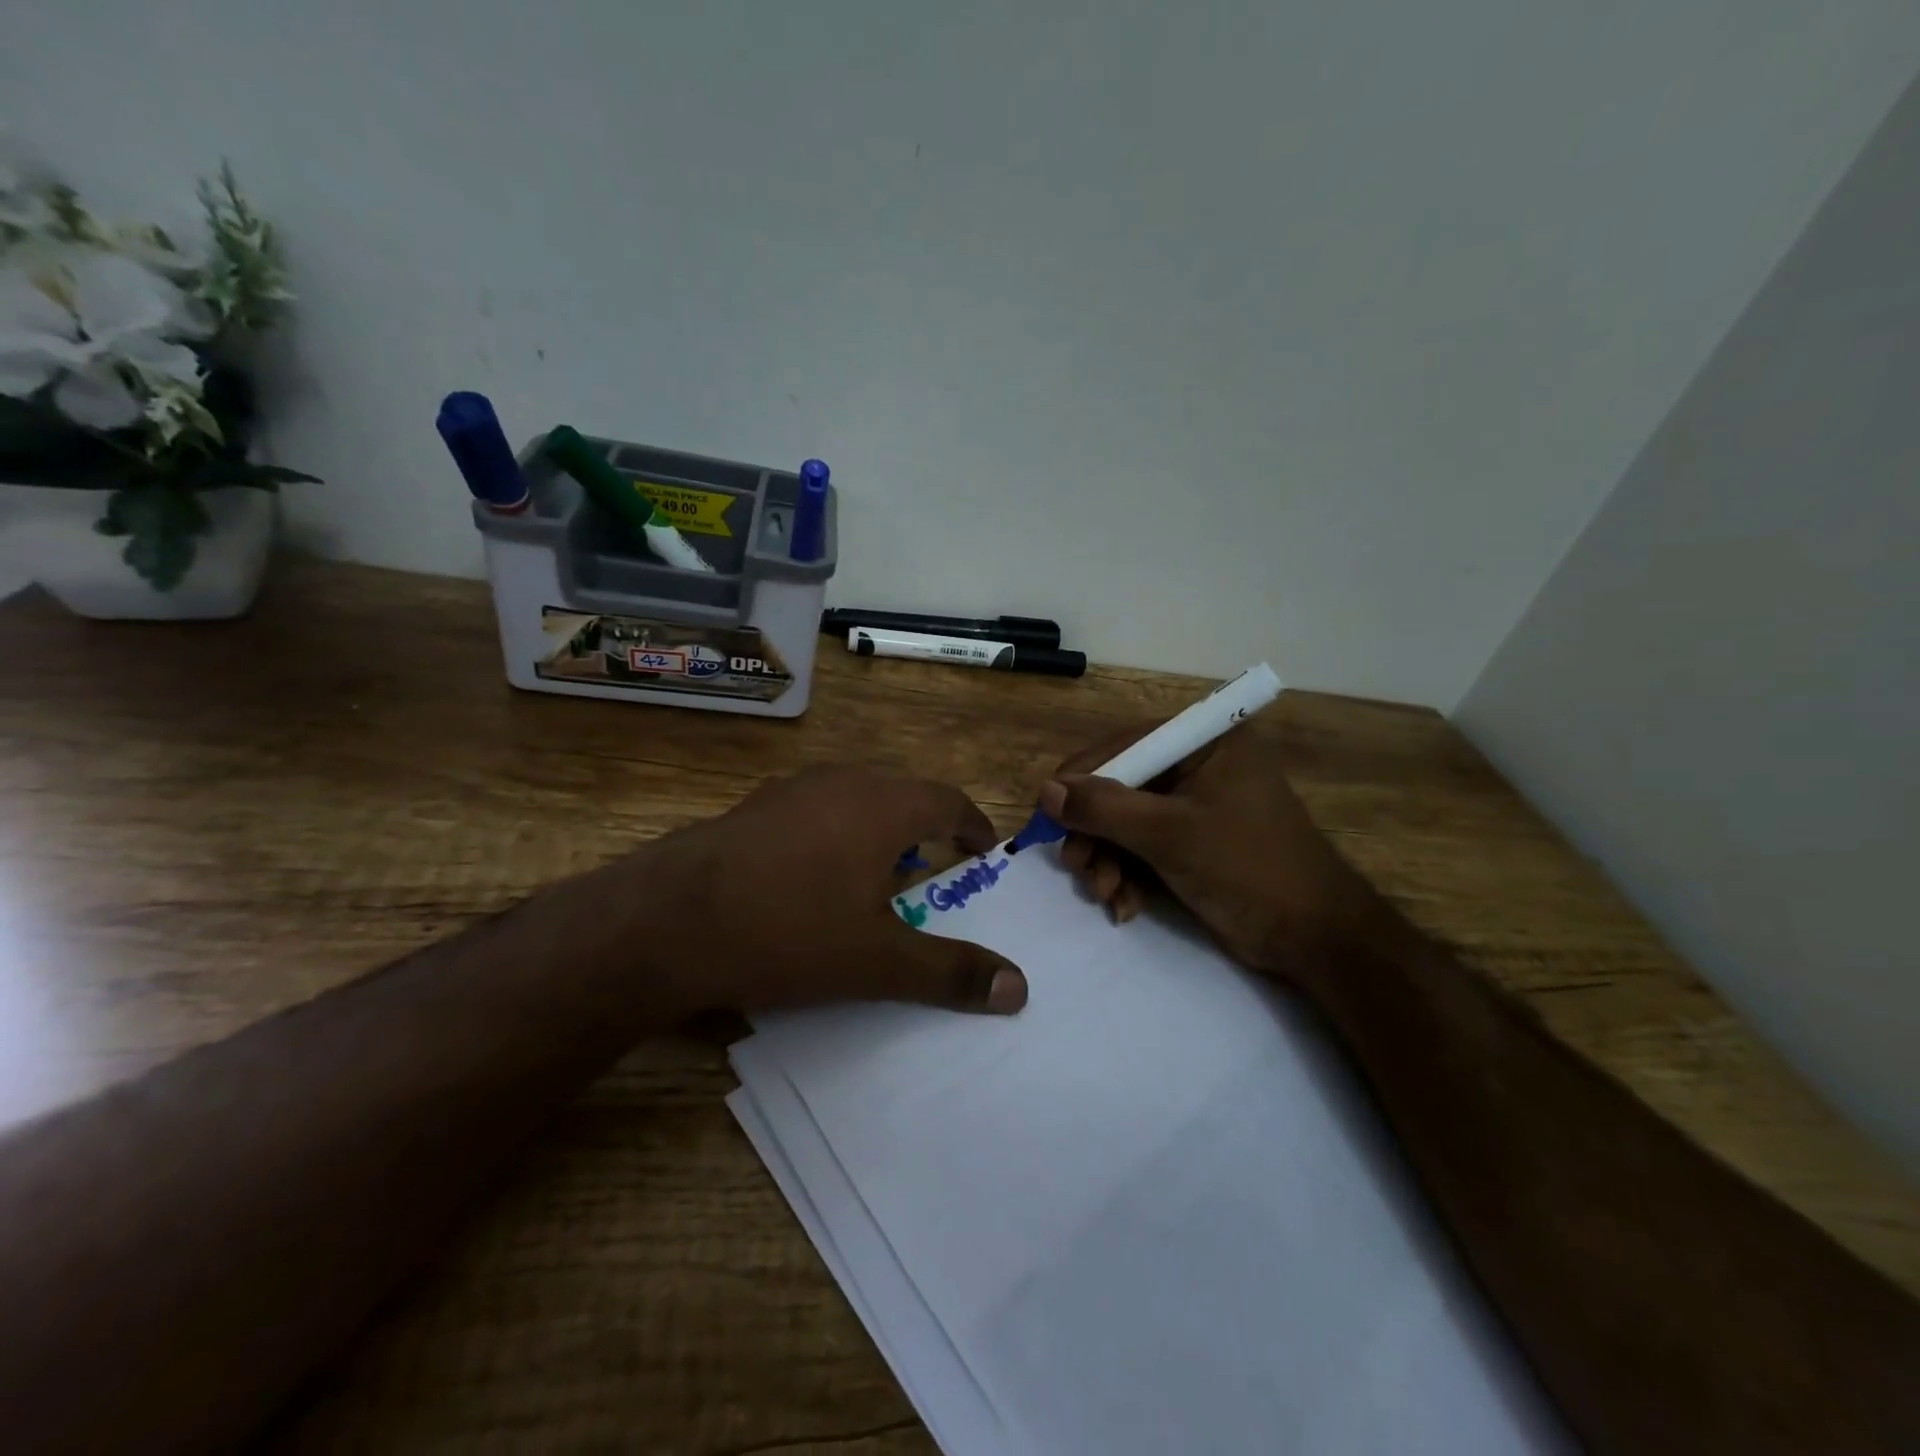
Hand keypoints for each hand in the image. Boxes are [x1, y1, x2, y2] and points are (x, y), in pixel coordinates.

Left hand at [644, 766, 1028, 1015]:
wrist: (666, 921)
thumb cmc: (789, 931)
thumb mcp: (878, 962)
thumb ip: (950, 971)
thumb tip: (1019, 988)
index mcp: (883, 805)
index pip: (948, 800)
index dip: (973, 825)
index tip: (984, 852)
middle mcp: (841, 782)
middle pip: (902, 795)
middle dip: (927, 830)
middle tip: (936, 871)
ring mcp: (791, 790)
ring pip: (855, 801)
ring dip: (878, 832)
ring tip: (879, 877)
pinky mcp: (752, 808)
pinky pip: (814, 812)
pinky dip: (834, 835)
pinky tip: (813, 878)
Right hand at [1040, 717, 1392, 993]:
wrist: (1314, 938)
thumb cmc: (1247, 869)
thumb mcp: (1169, 835)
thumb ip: (1104, 808)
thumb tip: (1045, 790)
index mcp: (1206, 742)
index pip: (1125, 745)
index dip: (1081, 778)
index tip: (1046, 813)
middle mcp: (1198, 765)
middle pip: (1121, 787)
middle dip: (1095, 832)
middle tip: (1076, 867)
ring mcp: (1196, 806)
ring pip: (1126, 822)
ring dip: (1107, 859)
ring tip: (1105, 893)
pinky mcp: (1193, 842)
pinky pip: (1143, 847)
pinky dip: (1127, 875)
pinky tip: (1125, 905)